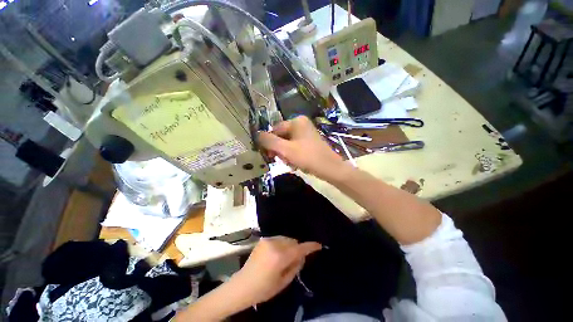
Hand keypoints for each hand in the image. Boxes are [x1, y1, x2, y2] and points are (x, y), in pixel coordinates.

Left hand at [229, 236, 320, 305]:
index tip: (318, 245)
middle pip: (293, 241)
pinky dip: (282, 244)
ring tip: (285, 257)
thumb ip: (295, 266)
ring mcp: (268, 240)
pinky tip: (277, 253)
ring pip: (286, 239)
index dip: (310, 246)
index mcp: (280, 257)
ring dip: (289, 245)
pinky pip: (278, 239)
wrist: (243, 285)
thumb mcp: (284, 282)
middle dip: (297, 248)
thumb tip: (302, 255)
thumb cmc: (264, 288)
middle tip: (296, 259)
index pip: (299, 248)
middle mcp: (275, 244)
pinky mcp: (263, 239)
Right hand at [258, 116, 347, 180]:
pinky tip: (295, 163)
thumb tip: (257, 134)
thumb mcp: (285, 149)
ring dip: (285, 154)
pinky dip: (292, 155)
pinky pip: (295, 147)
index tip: (268, 155)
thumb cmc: (307, 157)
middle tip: (281, 160)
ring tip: (290, 163)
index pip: (275, 129)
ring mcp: (306, 133)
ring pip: (287, 143)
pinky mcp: (309, 142)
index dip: (269, 142)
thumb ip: (269, 141)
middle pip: (281, 136)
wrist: (330, 168)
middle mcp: (301, 124)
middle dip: (279, 149)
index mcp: (296, 121)